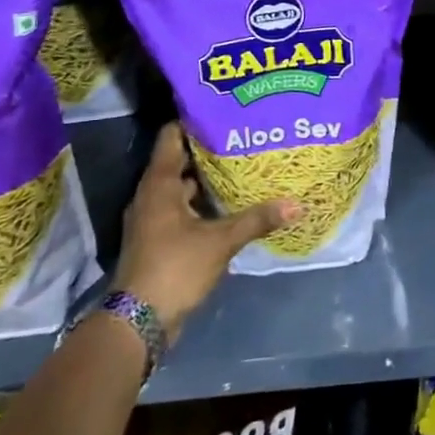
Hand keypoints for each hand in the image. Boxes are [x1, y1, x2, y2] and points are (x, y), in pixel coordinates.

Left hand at [112, 121, 298, 343]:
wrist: (138, 323)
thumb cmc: (174, 267)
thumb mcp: (220, 241)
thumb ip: (257, 219)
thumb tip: (297, 204)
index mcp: (159, 183)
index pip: (172, 135)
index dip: (196, 121)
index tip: (224, 111)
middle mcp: (151, 194)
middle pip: (180, 159)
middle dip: (209, 148)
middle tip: (243, 136)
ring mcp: (152, 218)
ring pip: (181, 185)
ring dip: (206, 177)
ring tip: (241, 164)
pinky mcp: (158, 238)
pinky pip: (181, 207)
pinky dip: (202, 201)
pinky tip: (229, 202)